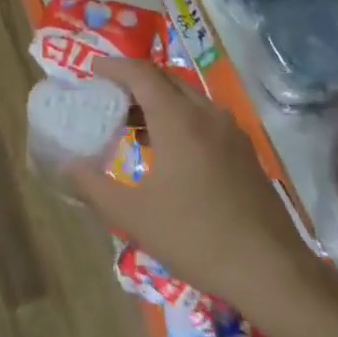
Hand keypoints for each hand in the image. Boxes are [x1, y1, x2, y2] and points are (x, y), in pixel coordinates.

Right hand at [67, 59, 319, 316]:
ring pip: (188, 98)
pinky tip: (170, 150)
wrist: (270, 270)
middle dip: (135, 82)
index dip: (114, 66)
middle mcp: (207, 114)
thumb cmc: (195, 237)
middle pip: (166, 80)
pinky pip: (205, 117)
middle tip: (108, 97)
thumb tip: (67, 165)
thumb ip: (93, 187)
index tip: (91, 71)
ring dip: (159, 100)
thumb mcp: (134, 216)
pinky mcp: (245, 151)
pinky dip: (180, 118)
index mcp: (179, 119)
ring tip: (134, 124)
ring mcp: (231, 131)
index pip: (141, 73)